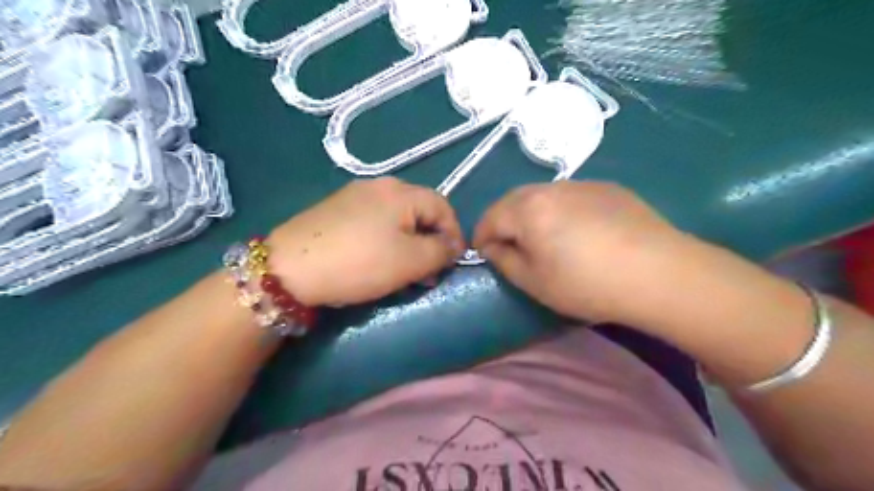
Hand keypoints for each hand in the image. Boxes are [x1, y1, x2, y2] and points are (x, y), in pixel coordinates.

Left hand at [272, 175, 464, 306]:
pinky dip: (386, 240)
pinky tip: (377, 260)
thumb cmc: (359, 262)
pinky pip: (374, 222)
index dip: (455, 234)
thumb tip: (452, 247)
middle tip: (429, 272)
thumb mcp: (411, 261)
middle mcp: (379, 185)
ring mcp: (354, 195)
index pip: (443, 207)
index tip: (454, 262)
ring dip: (409, 244)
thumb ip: (441, 252)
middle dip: (431, 242)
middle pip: (419, 211)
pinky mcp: (336, 210)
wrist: (289, 268)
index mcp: (401, 192)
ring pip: (397, 218)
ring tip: (406, 271)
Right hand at [475, 181, 692, 326]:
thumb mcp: (534, 282)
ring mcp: (582, 184)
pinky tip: (577, 231)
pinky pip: (571, 196)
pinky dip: (560, 210)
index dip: (481, 237)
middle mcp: (551, 188)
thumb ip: (505, 261)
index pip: (490, 217)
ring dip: (531, 214)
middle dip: (503, 221)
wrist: (658, 273)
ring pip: (542, 196)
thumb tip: (494, 247)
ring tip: (542, 237)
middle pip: (514, 200)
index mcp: (527, 209)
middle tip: (508, 245)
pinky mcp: (608, 188)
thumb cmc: (587, 283)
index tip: (482, 253)